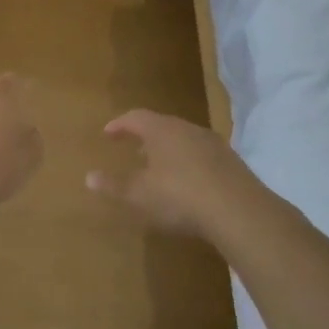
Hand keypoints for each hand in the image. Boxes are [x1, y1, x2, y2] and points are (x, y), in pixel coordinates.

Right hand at [86, 109, 260, 237]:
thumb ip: (114, 185)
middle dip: (145, 137)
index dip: (120, 124)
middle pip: (162, 126)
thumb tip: (89, 176)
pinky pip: (202, 155)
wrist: (239, 211)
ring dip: (168, 150)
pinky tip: (187, 183)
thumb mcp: (140, 194)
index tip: (107, 133)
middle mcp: (188, 129)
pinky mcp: (232, 163)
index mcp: (162, 130)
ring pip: (184, 140)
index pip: (136, 117)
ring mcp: (214, 144)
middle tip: (133, 150)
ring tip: (159, 168)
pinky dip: (188, 163)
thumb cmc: (180, 196)